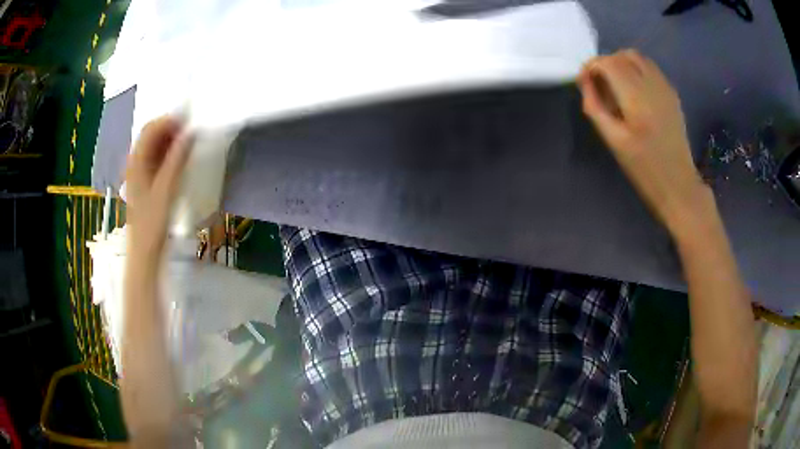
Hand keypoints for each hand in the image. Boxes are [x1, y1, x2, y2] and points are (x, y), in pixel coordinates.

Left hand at [125, 116, 191, 259]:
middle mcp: (135, 162)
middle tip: (191, 132)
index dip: (170, 121)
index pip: (151, 129)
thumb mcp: (166, 190)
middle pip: (151, 134)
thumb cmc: (152, 223)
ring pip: (154, 146)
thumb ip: (177, 159)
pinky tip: (180, 158)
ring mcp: (139, 172)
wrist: (144, 251)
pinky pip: (156, 158)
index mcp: (136, 162)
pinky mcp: (145, 181)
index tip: (191, 122)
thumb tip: (191, 133)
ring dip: (171, 140)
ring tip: (189, 143)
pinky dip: (169, 153)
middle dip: (171, 128)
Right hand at [577, 49, 709, 230]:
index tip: (584, 82)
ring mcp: (665, 88)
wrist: (679, 185)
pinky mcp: (672, 94)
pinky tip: (634, 90)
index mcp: (636, 97)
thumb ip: (595, 107)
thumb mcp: (614, 141)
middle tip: (600, 84)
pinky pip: (651, 68)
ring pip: (638, 58)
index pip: (608, 63)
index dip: (592, 67)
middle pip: (623, 55)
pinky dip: (637, 70)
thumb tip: (585, 82)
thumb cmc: (644, 169)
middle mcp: (652, 85)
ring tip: (616, 85)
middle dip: (606, 63)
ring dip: (622, 63)